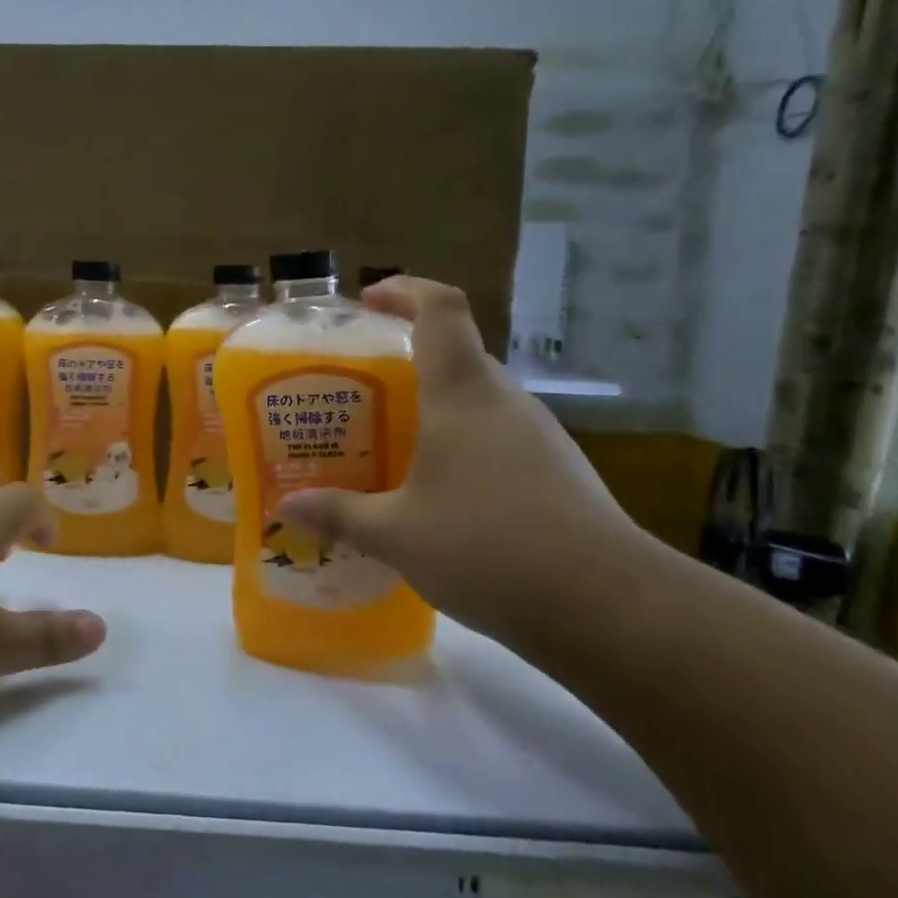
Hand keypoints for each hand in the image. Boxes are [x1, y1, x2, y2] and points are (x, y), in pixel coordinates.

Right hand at [276, 277, 643, 646]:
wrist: (609, 606)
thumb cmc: (489, 548)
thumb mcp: (397, 535)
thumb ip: (340, 515)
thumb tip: (288, 506)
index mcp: (463, 394)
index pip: (441, 310)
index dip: (405, 291)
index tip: (369, 300)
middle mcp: (504, 401)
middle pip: (456, 353)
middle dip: (406, 359)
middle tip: (361, 390)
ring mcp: (538, 435)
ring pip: (477, 398)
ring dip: (434, 406)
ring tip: (391, 440)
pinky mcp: (557, 470)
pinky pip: (497, 434)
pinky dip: (461, 441)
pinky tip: (438, 488)